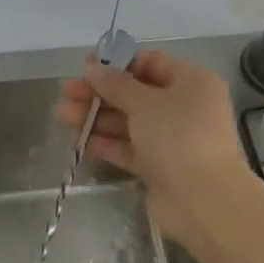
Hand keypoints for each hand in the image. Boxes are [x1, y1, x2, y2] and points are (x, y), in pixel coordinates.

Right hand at [55, 49, 246, 245]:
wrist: (201, 199)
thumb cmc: (178, 136)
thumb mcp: (144, 103)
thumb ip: (115, 84)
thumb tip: (93, 68)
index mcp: (192, 82)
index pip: (152, 63)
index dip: (118, 64)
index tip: (86, 68)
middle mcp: (184, 107)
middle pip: (136, 94)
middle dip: (100, 93)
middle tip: (66, 92)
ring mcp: (172, 139)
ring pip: (129, 122)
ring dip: (96, 117)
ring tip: (61, 115)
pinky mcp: (159, 166)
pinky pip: (129, 148)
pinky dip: (106, 143)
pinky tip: (78, 139)